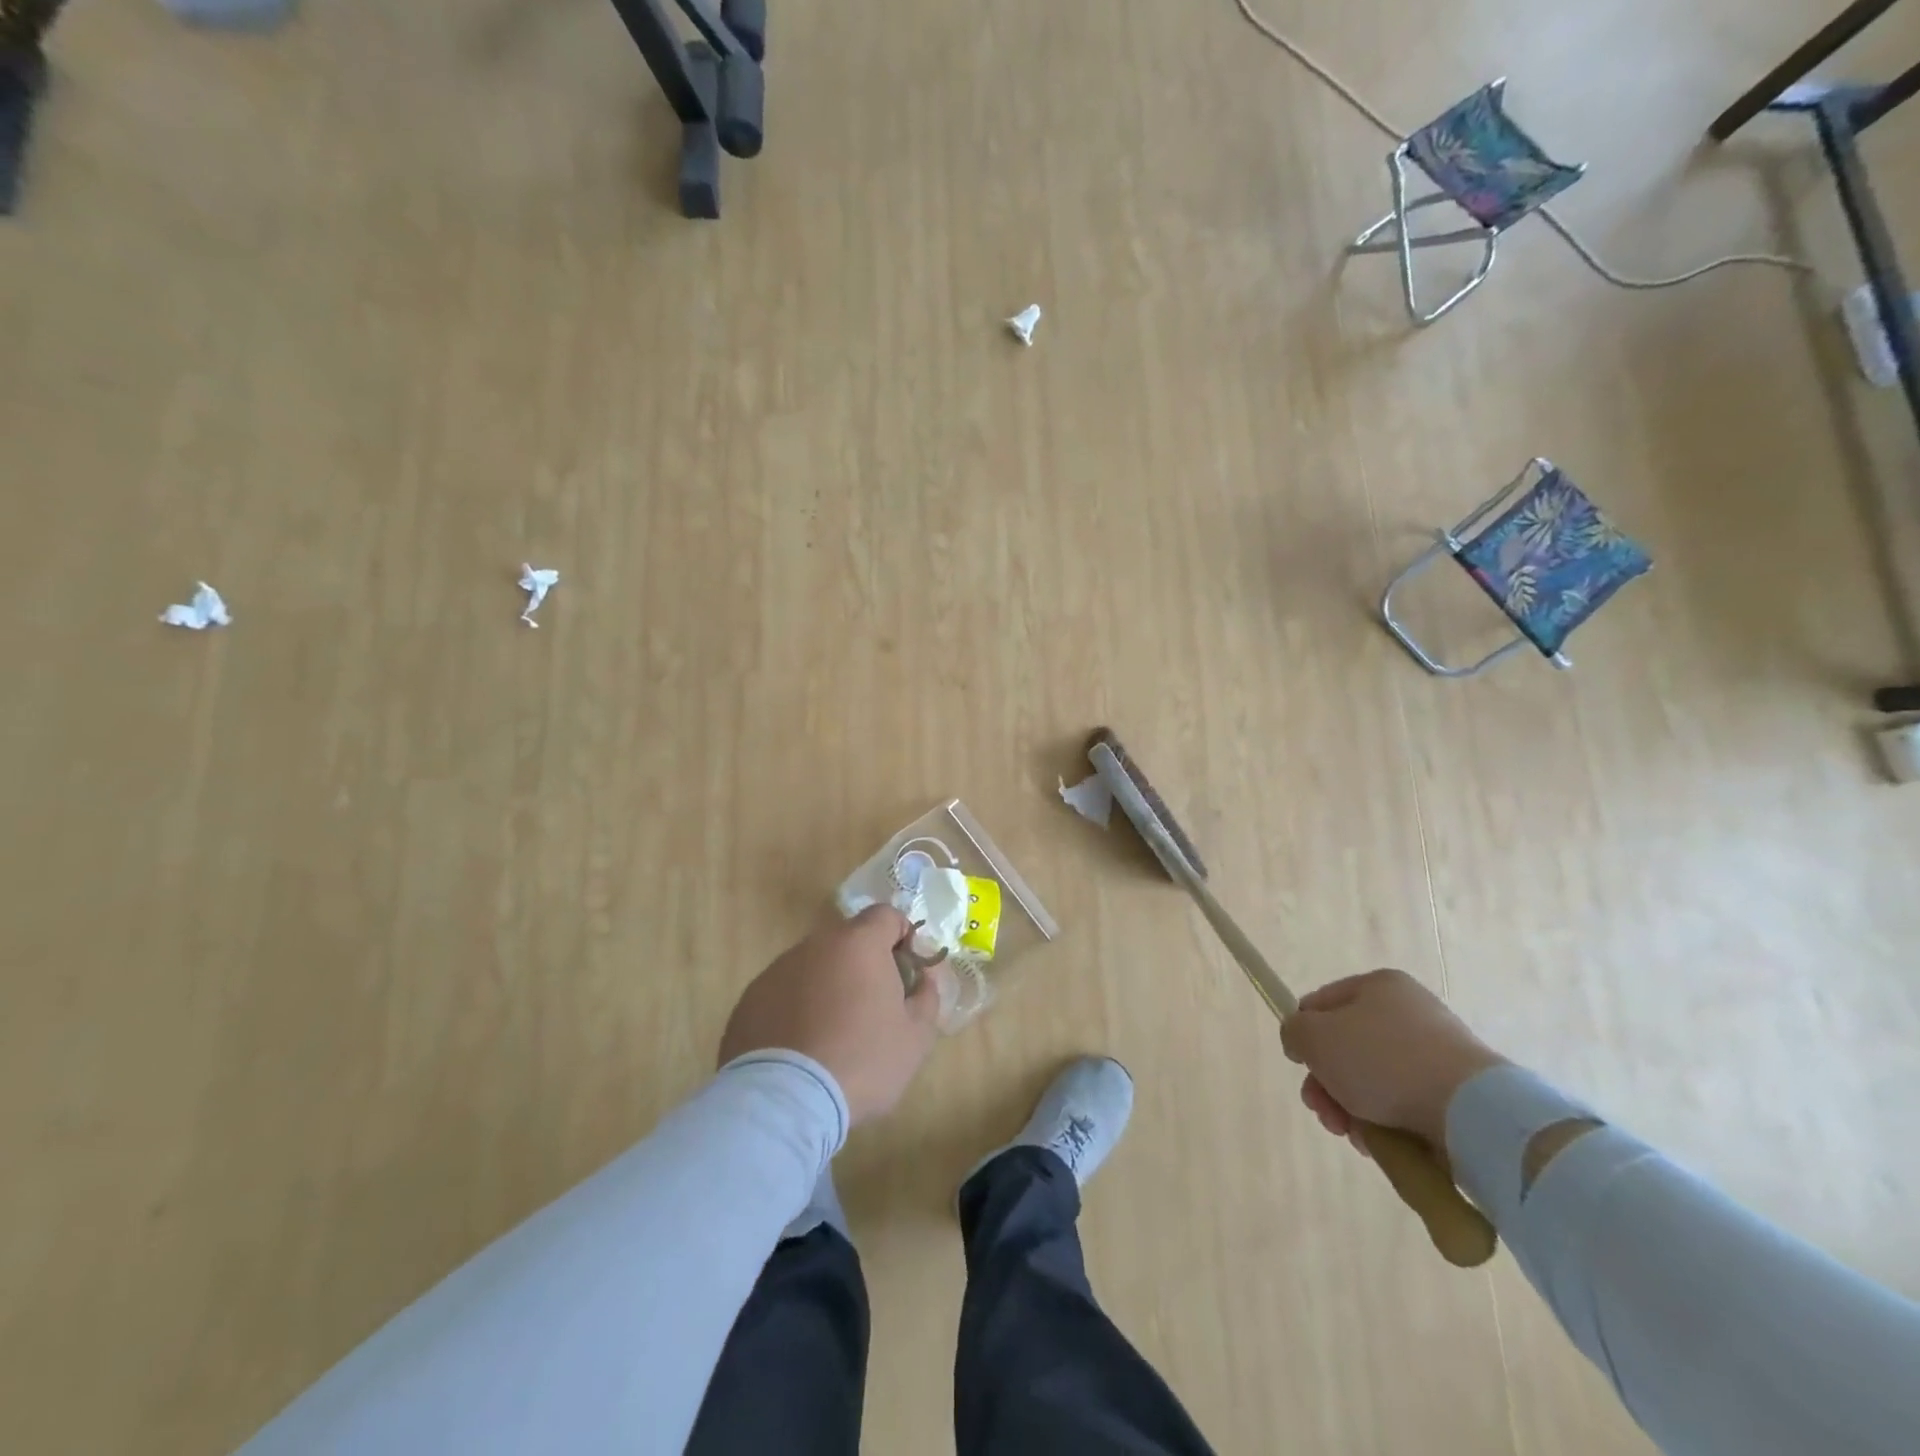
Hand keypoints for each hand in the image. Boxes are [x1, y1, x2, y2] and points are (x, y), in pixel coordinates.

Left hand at [719, 905, 951, 1125]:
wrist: (784, 1102)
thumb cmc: (862, 1062)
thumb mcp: (916, 1037)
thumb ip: (927, 996)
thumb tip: (923, 977)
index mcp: (859, 943)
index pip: (886, 915)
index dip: (901, 937)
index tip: (905, 972)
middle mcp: (815, 944)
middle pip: (848, 941)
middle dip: (864, 965)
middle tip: (872, 1008)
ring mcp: (777, 970)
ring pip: (814, 966)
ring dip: (828, 986)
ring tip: (832, 1035)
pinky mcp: (750, 999)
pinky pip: (784, 993)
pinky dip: (796, 1009)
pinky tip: (800, 1048)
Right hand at [1279, 969, 1505, 1150]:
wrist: (1471, 1112)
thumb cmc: (1383, 1060)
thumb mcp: (1315, 1037)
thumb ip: (1294, 1031)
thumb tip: (1301, 1042)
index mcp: (1378, 985)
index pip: (1321, 1004)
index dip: (1304, 1034)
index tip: (1301, 1066)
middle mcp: (1409, 1011)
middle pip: (1347, 1047)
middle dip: (1327, 1083)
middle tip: (1323, 1111)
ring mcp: (1436, 1053)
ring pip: (1373, 1080)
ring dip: (1351, 1108)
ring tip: (1352, 1135)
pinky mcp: (1456, 1092)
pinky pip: (1405, 1104)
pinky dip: (1386, 1123)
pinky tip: (1379, 1143)